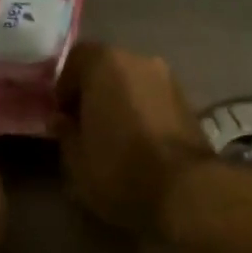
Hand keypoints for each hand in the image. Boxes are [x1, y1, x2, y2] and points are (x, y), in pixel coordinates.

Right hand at [56, 43, 214, 235]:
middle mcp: (140, 60)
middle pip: (108, 70)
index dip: (64, 90)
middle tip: (87, 127)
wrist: (186, 192)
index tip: (61, 117)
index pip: (75, 61)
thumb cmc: (121, 173)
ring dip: (123, 105)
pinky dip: (144, 116)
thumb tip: (61, 120)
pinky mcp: (190, 105)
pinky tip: (140, 143)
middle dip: (95, 94)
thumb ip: (66, 134)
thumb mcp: (78, 163)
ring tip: (115, 139)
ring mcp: (170, 81)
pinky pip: (155, 103)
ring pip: (135, 86)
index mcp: (105, 63)